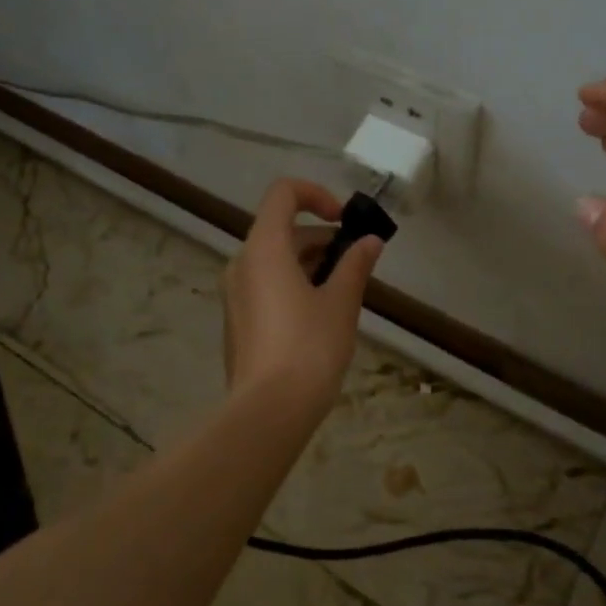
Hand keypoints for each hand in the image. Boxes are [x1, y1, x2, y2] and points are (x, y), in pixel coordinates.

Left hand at [222, 178, 384, 401]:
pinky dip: (294, 284)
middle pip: (282, 229)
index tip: (345, 222)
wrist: (268, 412)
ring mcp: (235, 293)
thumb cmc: (309, 348)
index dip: (317, 196)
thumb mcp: (341, 303)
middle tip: (356, 266)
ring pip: (275, 259)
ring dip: (311, 263)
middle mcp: (242, 263)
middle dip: (323, 239)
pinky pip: (266, 284)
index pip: (283, 193)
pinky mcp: (237, 319)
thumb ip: (355, 265)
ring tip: (344, 293)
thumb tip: (370, 241)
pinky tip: (321, 316)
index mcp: (264, 248)